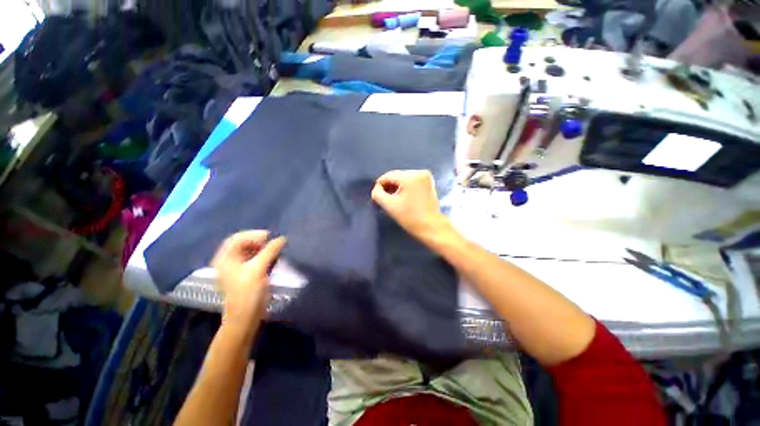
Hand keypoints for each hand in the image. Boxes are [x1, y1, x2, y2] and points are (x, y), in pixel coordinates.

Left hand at [211, 231, 286, 322]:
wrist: (245, 317)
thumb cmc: (248, 292)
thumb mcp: (259, 269)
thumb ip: (270, 250)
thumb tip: (282, 238)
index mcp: (225, 258)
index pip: (238, 238)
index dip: (254, 235)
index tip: (270, 238)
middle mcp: (228, 261)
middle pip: (244, 243)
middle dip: (260, 242)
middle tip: (274, 244)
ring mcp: (236, 268)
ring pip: (250, 251)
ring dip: (263, 249)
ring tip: (276, 251)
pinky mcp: (245, 274)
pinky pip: (254, 259)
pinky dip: (264, 256)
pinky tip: (273, 259)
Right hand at [371, 170, 450, 239]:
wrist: (432, 227)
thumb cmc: (410, 217)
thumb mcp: (390, 206)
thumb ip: (378, 194)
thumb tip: (377, 188)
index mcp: (410, 177)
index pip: (388, 176)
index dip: (379, 185)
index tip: (376, 197)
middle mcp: (419, 172)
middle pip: (397, 176)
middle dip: (388, 186)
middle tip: (383, 199)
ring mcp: (426, 177)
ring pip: (404, 179)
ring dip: (396, 187)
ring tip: (393, 199)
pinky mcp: (429, 182)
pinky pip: (411, 181)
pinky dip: (405, 188)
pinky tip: (403, 198)